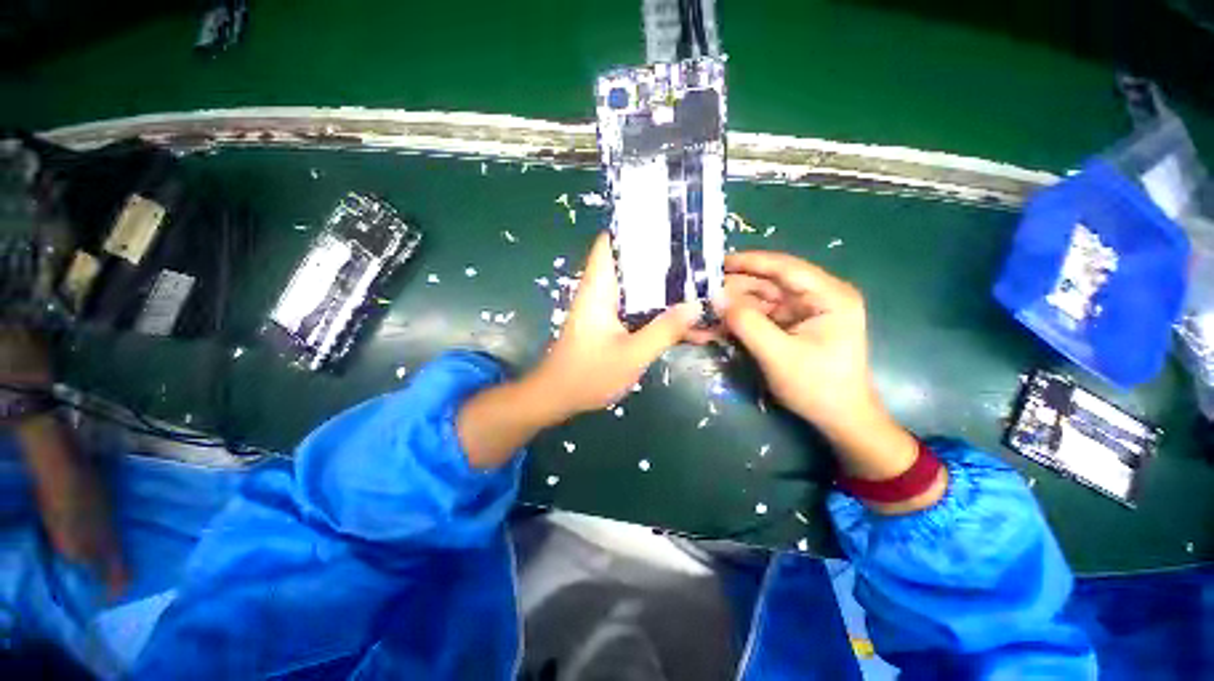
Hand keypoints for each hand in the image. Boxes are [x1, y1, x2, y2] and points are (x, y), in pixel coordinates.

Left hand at [530, 232, 700, 417]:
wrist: (558, 398)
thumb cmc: (588, 375)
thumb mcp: (632, 355)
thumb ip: (664, 330)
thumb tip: (696, 304)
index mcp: (599, 288)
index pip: (610, 242)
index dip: (635, 229)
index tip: (669, 225)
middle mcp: (601, 291)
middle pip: (630, 262)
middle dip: (661, 258)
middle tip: (697, 256)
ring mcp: (605, 307)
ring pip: (637, 285)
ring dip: (663, 285)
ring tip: (698, 282)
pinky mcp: (610, 322)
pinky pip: (637, 306)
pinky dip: (657, 307)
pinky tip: (682, 316)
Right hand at [712, 251, 875, 431]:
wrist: (839, 418)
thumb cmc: (817, 387)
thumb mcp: (778, 355)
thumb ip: (746, 323)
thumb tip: (715, 297)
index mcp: (829, 295)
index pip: (785, 267)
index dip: (750, 262)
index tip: (717, 262)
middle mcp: (818, 296)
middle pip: (770, 282)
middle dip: (736, 287)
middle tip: (703, 291)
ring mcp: (805, 311)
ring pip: (762, 298)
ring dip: (734, 304)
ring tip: (705, 308)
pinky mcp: (793, 324)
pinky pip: (762, 314)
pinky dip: (741, 318)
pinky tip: (719, 323)